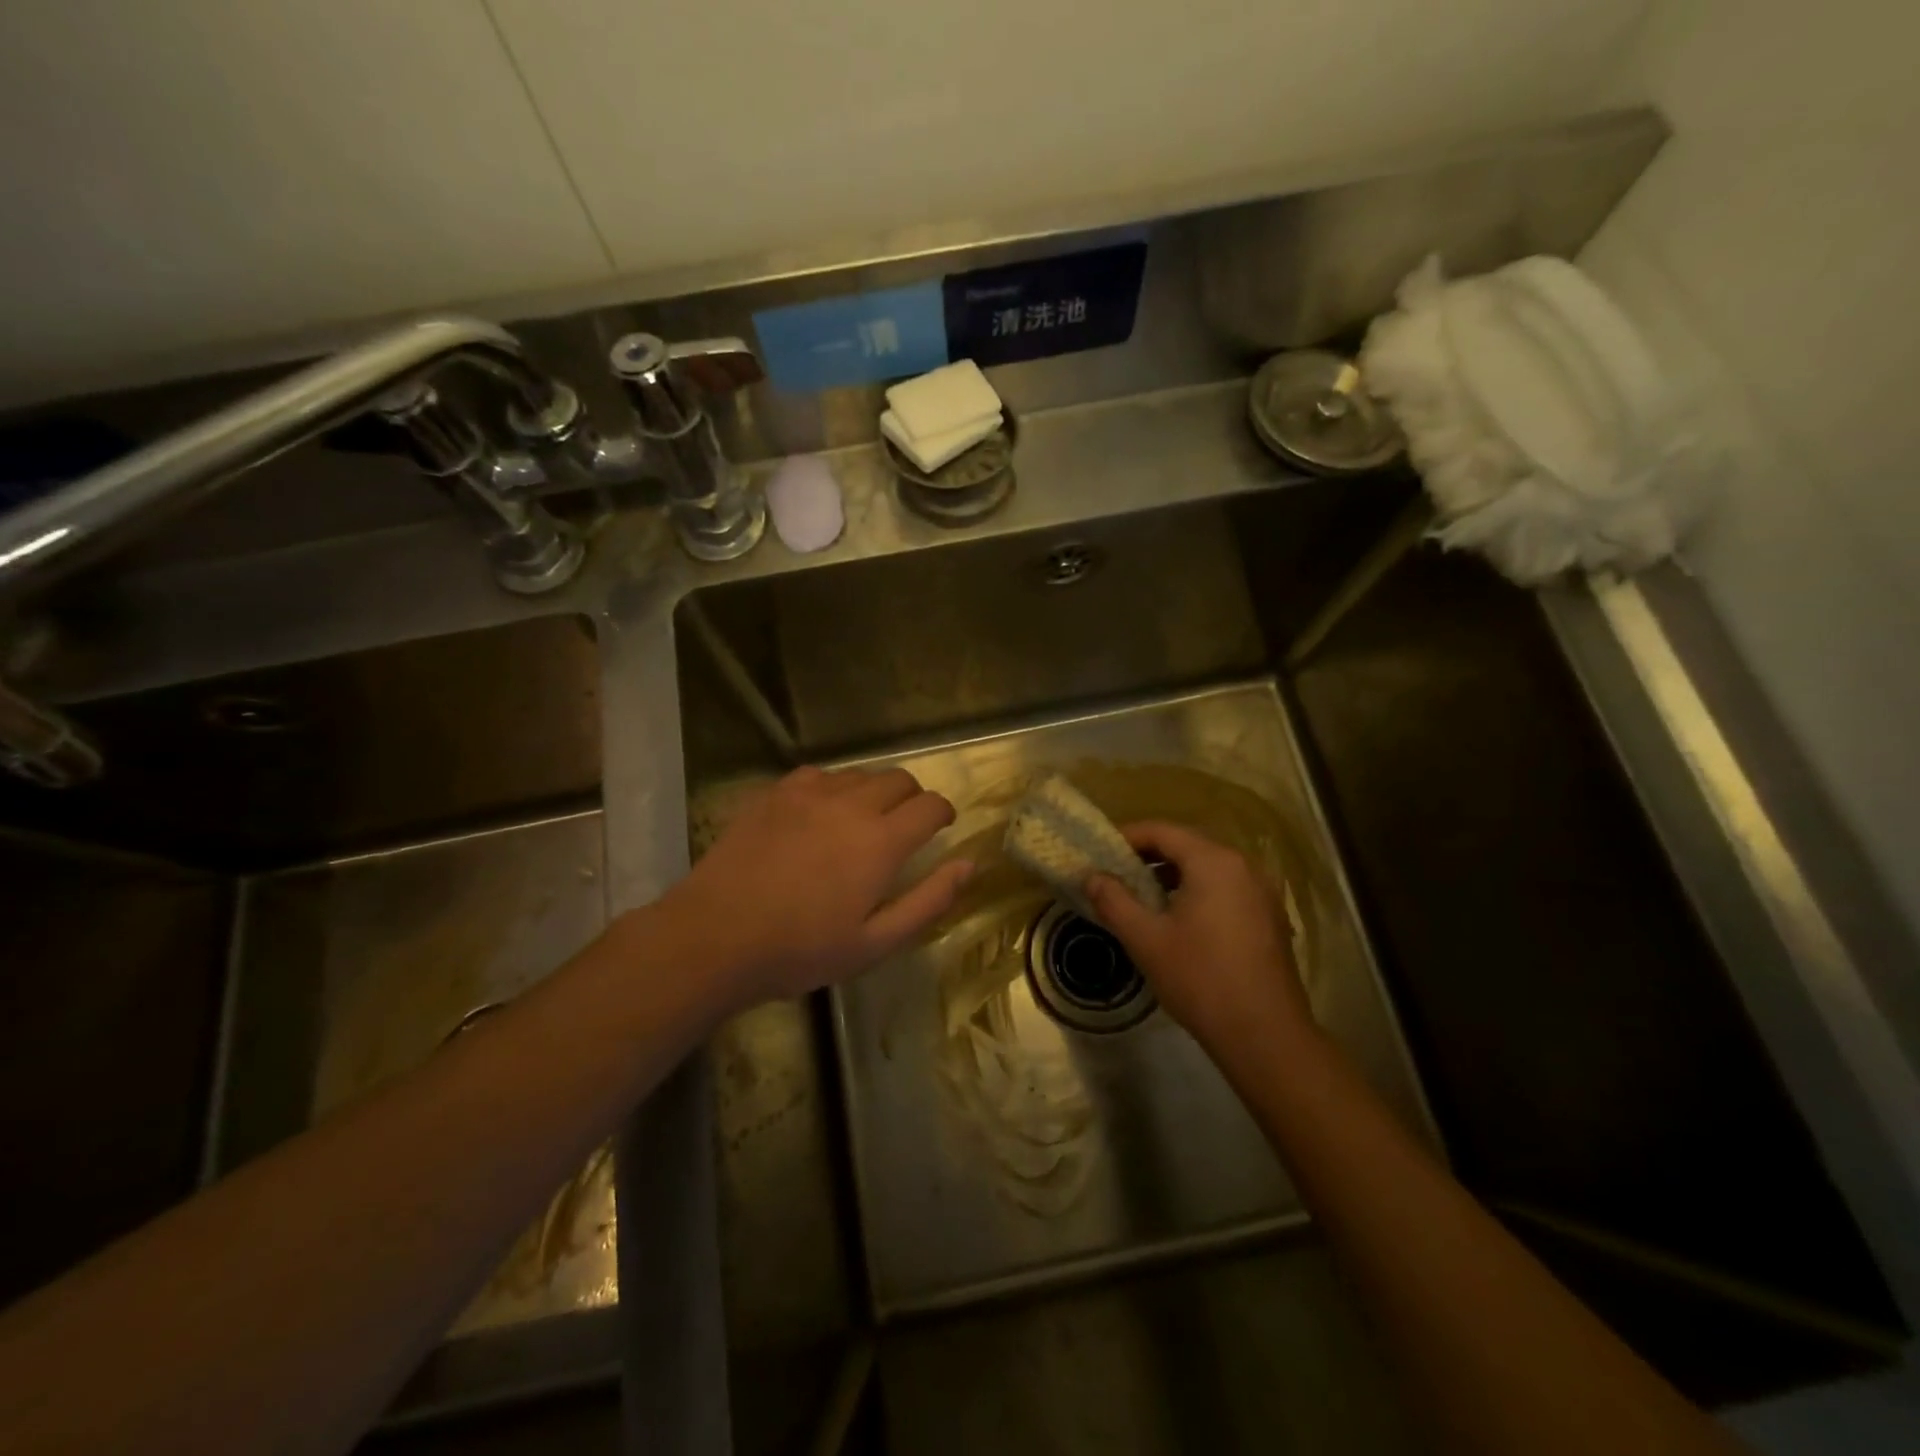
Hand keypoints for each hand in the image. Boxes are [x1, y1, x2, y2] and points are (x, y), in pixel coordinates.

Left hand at [661, 765, 972, 1009]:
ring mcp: (809, 794)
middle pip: (899, 779)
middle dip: (912, 798)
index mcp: (881, 841)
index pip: (931, 806)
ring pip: (859, 774)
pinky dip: (833, 788)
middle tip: (903, 828)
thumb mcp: (875, 942)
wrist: (716, 935)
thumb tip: (969, 866)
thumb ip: (929, 901)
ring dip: (873, 791)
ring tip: (861, 821)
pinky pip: (819, 775)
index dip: (943, 813)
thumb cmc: (801, 949)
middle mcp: (851, 805)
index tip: (941, 827)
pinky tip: (819, 813)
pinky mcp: (775, 793)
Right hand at [1085, 821, 1313, 1061]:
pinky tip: (1179, 920)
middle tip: (1116, 874)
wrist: (1265, 1035)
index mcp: (1214, 862)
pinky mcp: (1270, 917)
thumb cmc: (1200, 979)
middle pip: (1188, 845)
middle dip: (1149, 855)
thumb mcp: (1146, 939)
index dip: (1127, 837)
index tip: (1100, 853)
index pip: (1163, 831)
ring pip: (1208, 868)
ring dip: (1173, 875)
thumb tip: (1091, 876)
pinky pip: (1226, 888)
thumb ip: (1114, 900)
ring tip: (1142, 897)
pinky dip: (1198, 891)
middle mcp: (1243, 866)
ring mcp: (1262, 891)